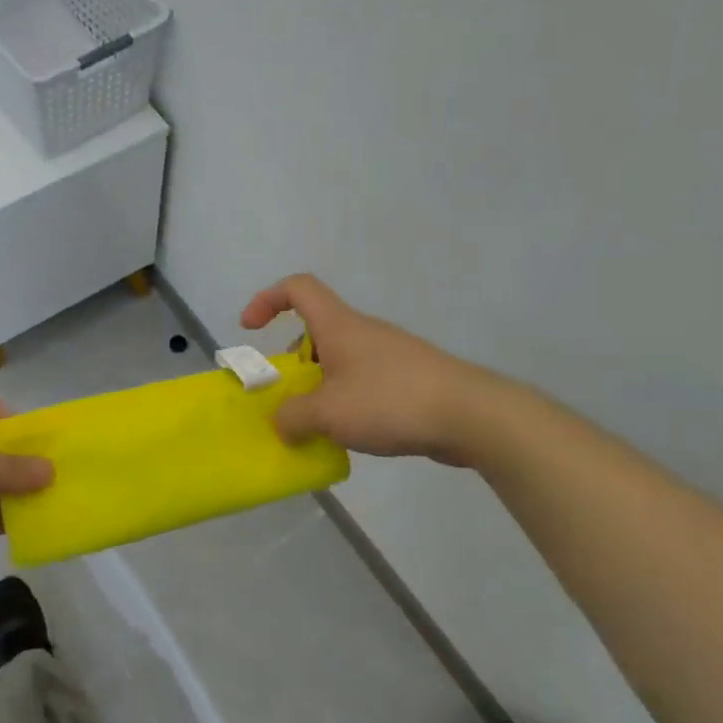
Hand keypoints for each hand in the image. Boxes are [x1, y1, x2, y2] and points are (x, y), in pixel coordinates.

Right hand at [241, 274, 508, 466]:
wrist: (472, 415)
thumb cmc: (391, 401)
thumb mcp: (327, 413)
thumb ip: (292, 417)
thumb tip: (281, 423)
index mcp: (339, 326)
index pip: (298, 288)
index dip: (267, 299)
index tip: (250, 329)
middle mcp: (362, 333)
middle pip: (316, 332)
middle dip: (293, 362)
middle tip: (286, 398)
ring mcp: (389, 355)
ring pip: (339, 362)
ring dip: (320, 387)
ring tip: (317, 426)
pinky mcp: (409, 380)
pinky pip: (364, 383)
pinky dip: (346, 402)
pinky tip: (352, 435)